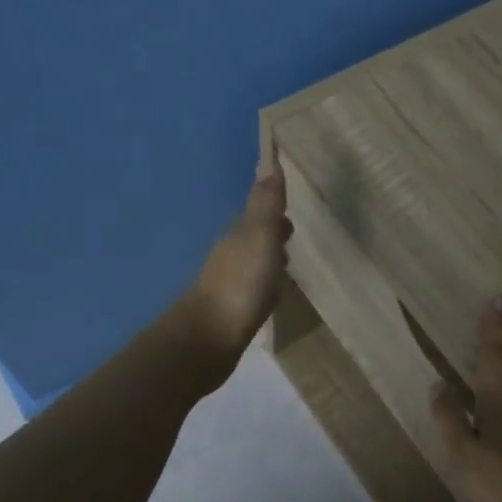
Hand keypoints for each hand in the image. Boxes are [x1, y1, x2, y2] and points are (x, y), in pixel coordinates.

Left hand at [184, 160, 292, 356]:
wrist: (209, 338)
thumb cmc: (241, 283)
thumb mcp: (260, 237)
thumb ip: (266, 204)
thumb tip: (269, 162)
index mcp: (238, 234)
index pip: (257, 214)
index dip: (274, 211)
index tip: (291, 211)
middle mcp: (229, 254)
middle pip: (254, 237)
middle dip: (272, 234)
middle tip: (292, 236)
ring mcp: (227, 283)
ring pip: (252, 263)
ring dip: (268, 260)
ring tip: (288, 265)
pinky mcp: (230, 310)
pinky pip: (252, 288)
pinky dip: (264, 285)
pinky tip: (272, 295)